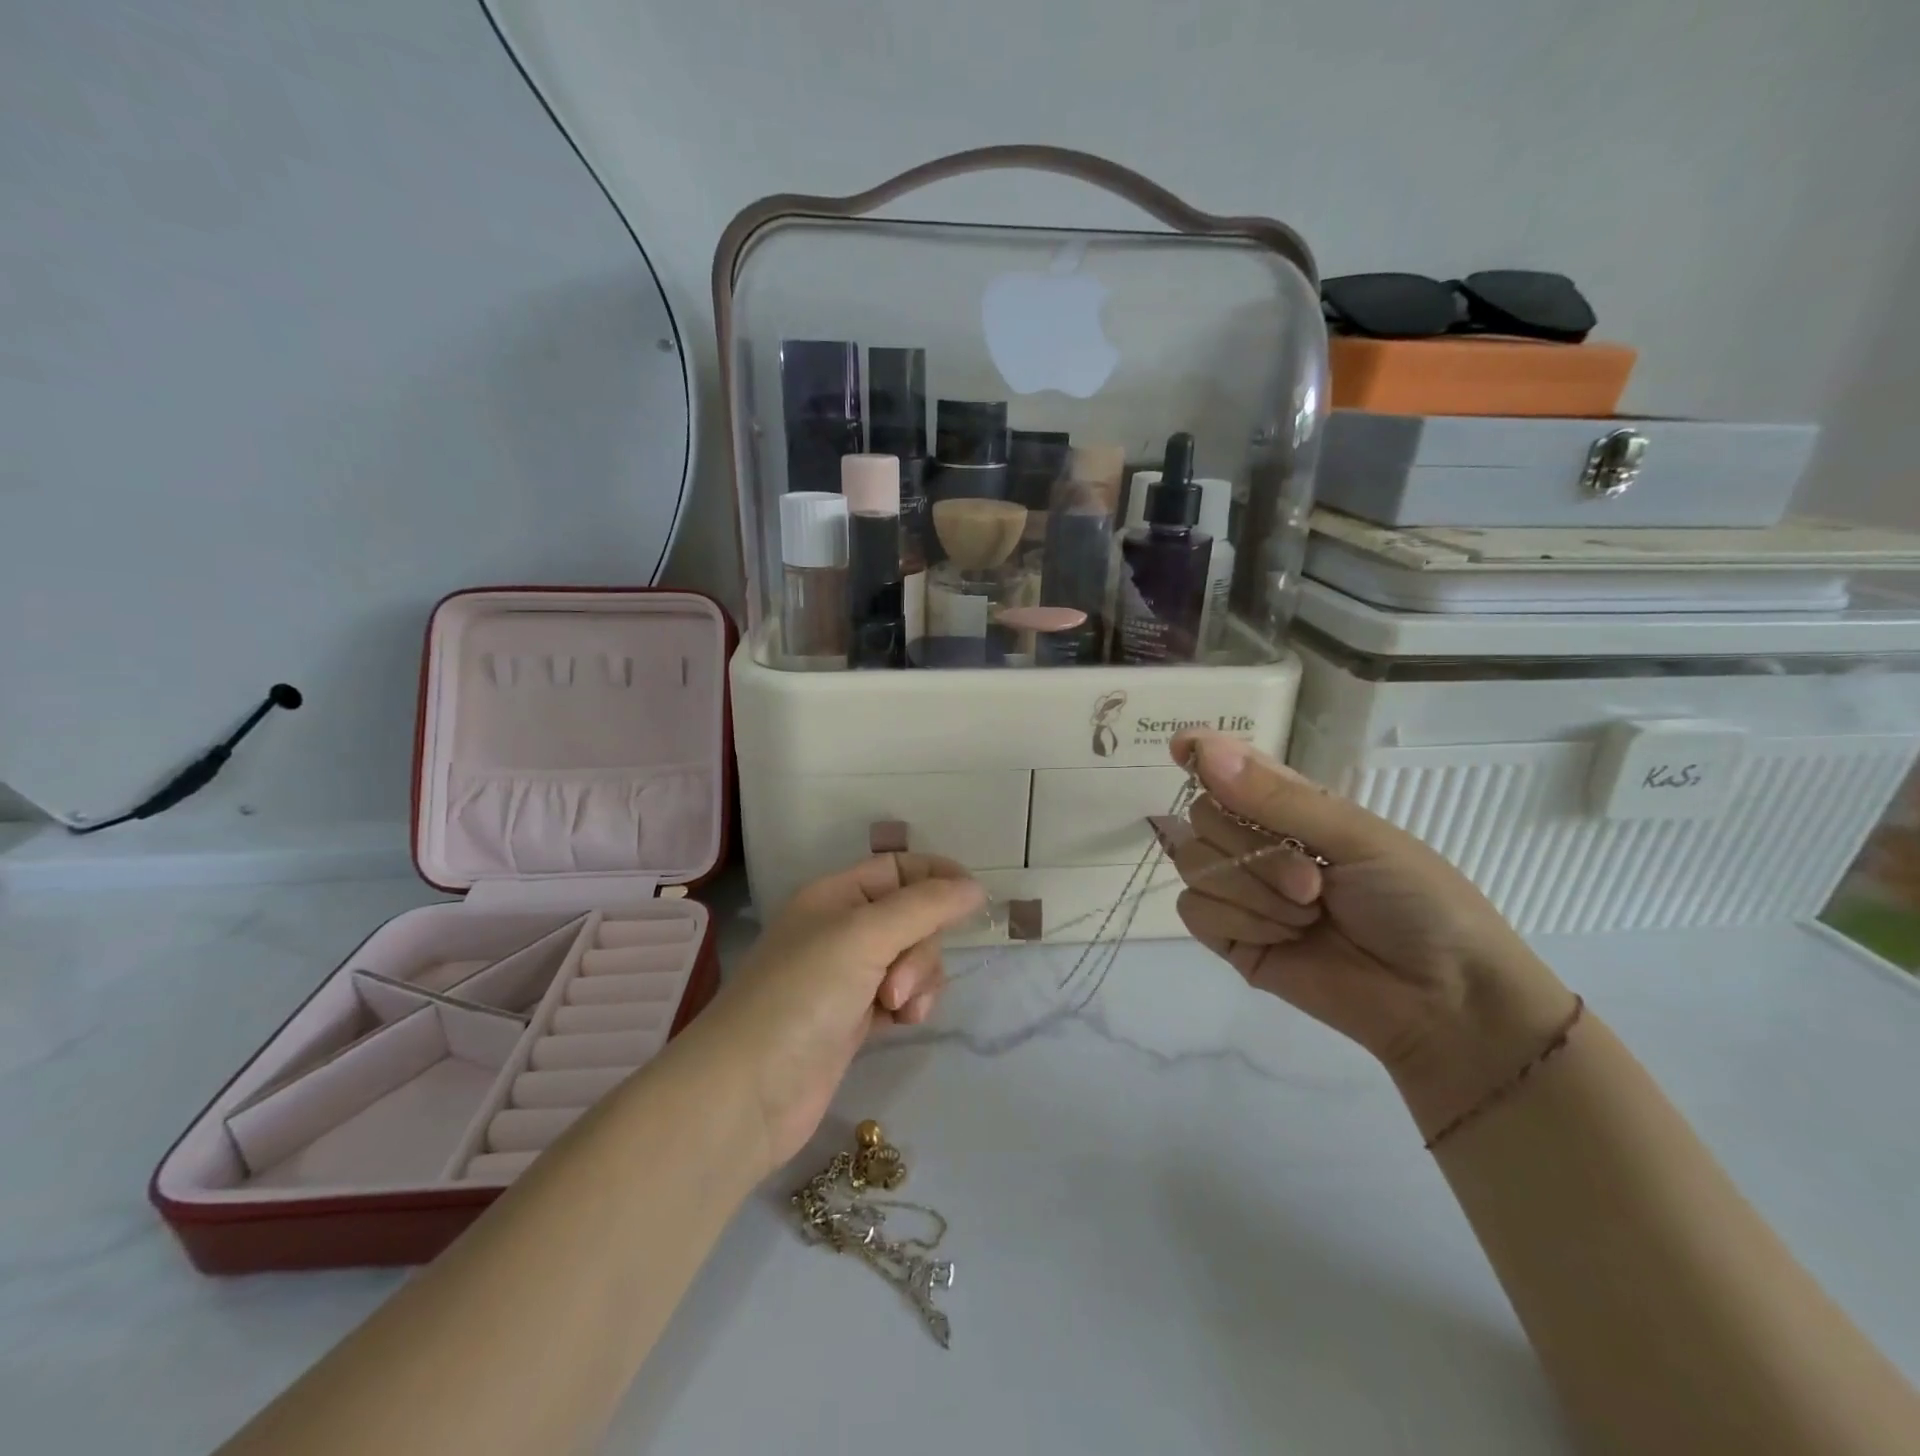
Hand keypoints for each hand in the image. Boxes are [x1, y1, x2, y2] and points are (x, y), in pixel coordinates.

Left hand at [696, 854, 983, 1171]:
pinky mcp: (855, 1017)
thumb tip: (975, 886)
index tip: (974, 899)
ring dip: (920, 980)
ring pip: (913, 959)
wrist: (749, 1092)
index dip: (938, 877)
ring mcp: (849, 975)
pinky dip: (911, 1005)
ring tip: (898, 1007)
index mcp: (836, 895)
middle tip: (898, 981)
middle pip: (914, 916)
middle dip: (921, 947)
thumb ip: (925, 906)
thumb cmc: (802, 995)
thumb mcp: (864, 936)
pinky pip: (903, 994)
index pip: (899, 868)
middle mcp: (843, 929)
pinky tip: (901, 1023)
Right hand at [1167, 730, 1575, 1134]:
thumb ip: (1275, 797)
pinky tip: (1281, 938)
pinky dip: (1238, 920)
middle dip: (1251, 847)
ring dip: (1252, 889)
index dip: (1202, 755)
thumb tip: (1203, 750)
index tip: (1181, 749)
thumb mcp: (1356, 836)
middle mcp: (1257, 843)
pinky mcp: (1229, 938)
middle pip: (1202, 816)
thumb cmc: (1417, 902)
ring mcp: (1240, 891)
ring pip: (1193, 862)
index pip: (1230, 769)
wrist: (1441, 1001)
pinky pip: (1193, 909)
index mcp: (1291, 808)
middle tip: (1311, 880)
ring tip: (1307, 915)